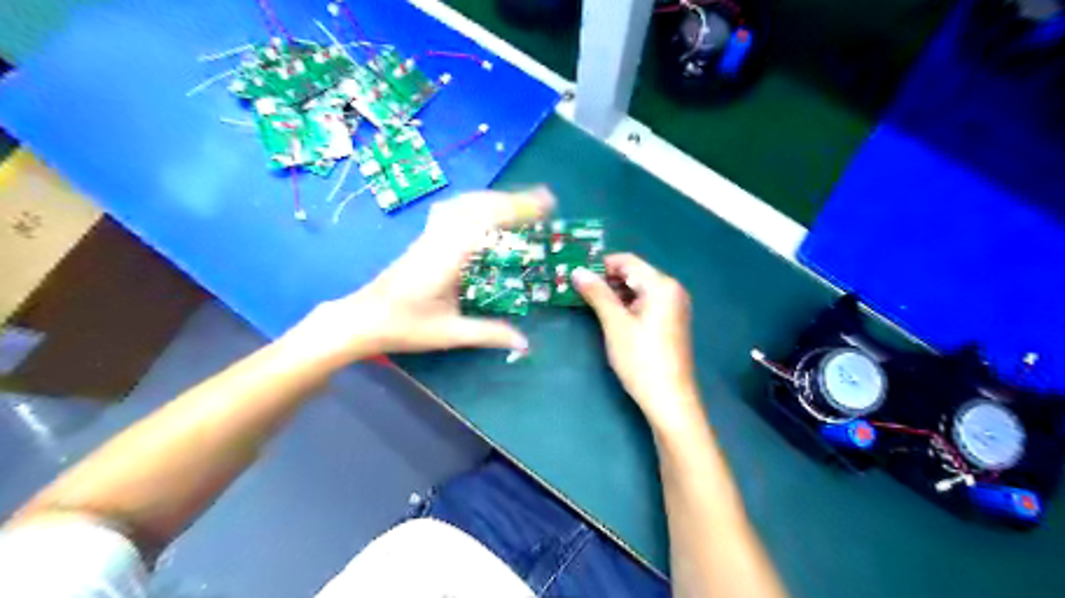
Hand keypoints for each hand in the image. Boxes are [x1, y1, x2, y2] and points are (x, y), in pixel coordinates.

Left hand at [291, 188, 557, 364]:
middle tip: (544, 202)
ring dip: (495, 198)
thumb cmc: (404, 326)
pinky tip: (485, 213)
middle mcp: (439, 238)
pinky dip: (477, 205)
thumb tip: (525, 342)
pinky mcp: (424, 239)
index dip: (517, 209)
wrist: (361, 319)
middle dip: (513, 199)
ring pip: (464, 203)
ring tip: (521, 204)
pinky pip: (454, 210)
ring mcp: (429, 236)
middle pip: (477, 204)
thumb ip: (489, 334)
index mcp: (447, 257)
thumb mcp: (449, 333)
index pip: (486, 221)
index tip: (545, 205)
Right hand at [574, 252, 705, 433]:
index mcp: (662, 285)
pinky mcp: (670, 322)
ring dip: (614, 293)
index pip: (627, 261)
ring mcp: (673, 306)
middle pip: (634, 274)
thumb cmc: (641, 360)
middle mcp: (672, 290)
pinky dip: (626, 305)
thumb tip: (577, 271)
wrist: (670, 400)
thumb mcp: (615, 324)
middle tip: (578, 290)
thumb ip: (597, 294)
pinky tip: (610, 316)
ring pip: (638, 289)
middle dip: (606, 279)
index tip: (576, 274)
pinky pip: (645, 303)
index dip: (600, 265)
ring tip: (589, 303)